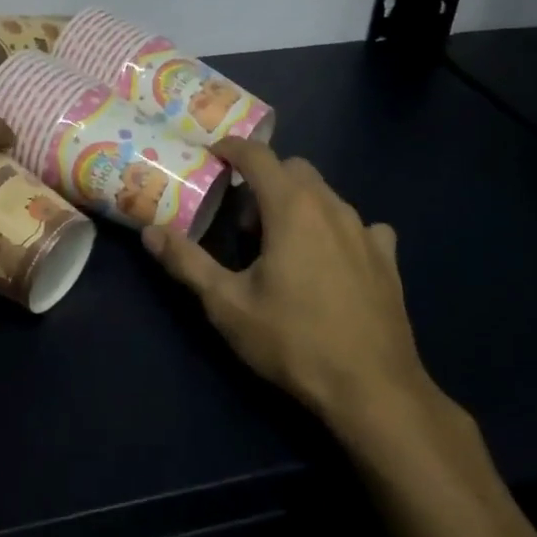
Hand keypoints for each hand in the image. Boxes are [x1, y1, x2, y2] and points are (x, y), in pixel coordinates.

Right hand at [142, 138, 460, 457]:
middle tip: (244, 223)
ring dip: (298, 204)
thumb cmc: (293, 341)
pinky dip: (336, 230)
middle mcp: (332, 207)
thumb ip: (187, 262)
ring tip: (281, 247)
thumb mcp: (227, 305)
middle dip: (264, 181)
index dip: (232, 148)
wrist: (372, 388)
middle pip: (294, 170)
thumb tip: (149, 232)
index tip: (212, 155)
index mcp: (292, 208)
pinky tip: (331, 263)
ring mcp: (366, 231)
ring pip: (326, 196)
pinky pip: (359, 226)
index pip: (258, 155)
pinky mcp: (387, 258)